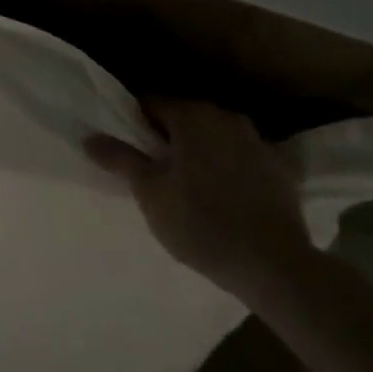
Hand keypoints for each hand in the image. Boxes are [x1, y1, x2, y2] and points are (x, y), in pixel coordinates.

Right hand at [85, 99, 313, 300]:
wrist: (277, 268)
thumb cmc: (201, 223)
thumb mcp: (149, 192)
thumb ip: (119, 159)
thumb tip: (90, 137)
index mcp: (192, 115)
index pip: (150, 104)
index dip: (133, 124)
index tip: (126, 148)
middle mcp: (227, 117)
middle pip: (184, 119)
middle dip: (166, 137)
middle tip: (151, 169)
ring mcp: (259, 142)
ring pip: (214, 138)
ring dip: (198, 152)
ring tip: (186, 184)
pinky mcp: (282, 171)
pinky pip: (241, 159)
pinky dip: (227, 168)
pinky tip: (222, 196)